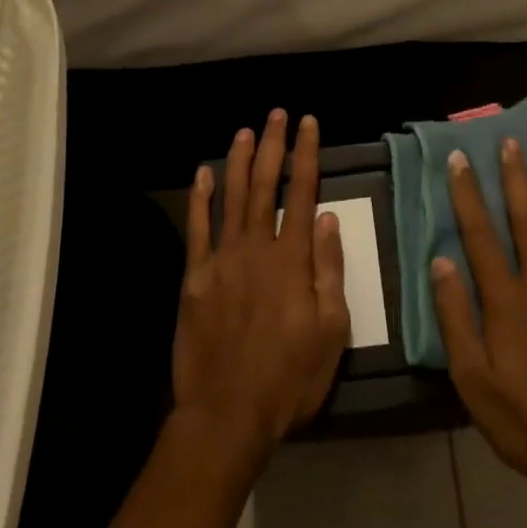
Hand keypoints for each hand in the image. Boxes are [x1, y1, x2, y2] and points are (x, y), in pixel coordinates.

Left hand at [174, 111, 350, 475]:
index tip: (309, 124)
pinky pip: (197, 228)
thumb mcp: (331, 331)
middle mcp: (256, 247)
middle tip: (276, 114)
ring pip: (230, 197)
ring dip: (238, 161)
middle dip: (272, 146)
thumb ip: (329, 270)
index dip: (306, 154)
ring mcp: (221, 260)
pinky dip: (199, 197)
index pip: (302, 193)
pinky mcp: (194, 277)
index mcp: (292, 259)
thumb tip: (329, 219)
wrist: (227, 413)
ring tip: (245, 131)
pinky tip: (202, 173)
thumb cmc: (289, 377)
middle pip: (264, 185)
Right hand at [431, 139, 526, 527]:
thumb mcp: (474, 382)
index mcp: (507, 303)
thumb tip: (441, 262)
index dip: (468, 195)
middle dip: (515, 180)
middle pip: (526, 223)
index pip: (481, 236)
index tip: (460, 160)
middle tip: (510, 143)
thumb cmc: (526, 424)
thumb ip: (456, 319)